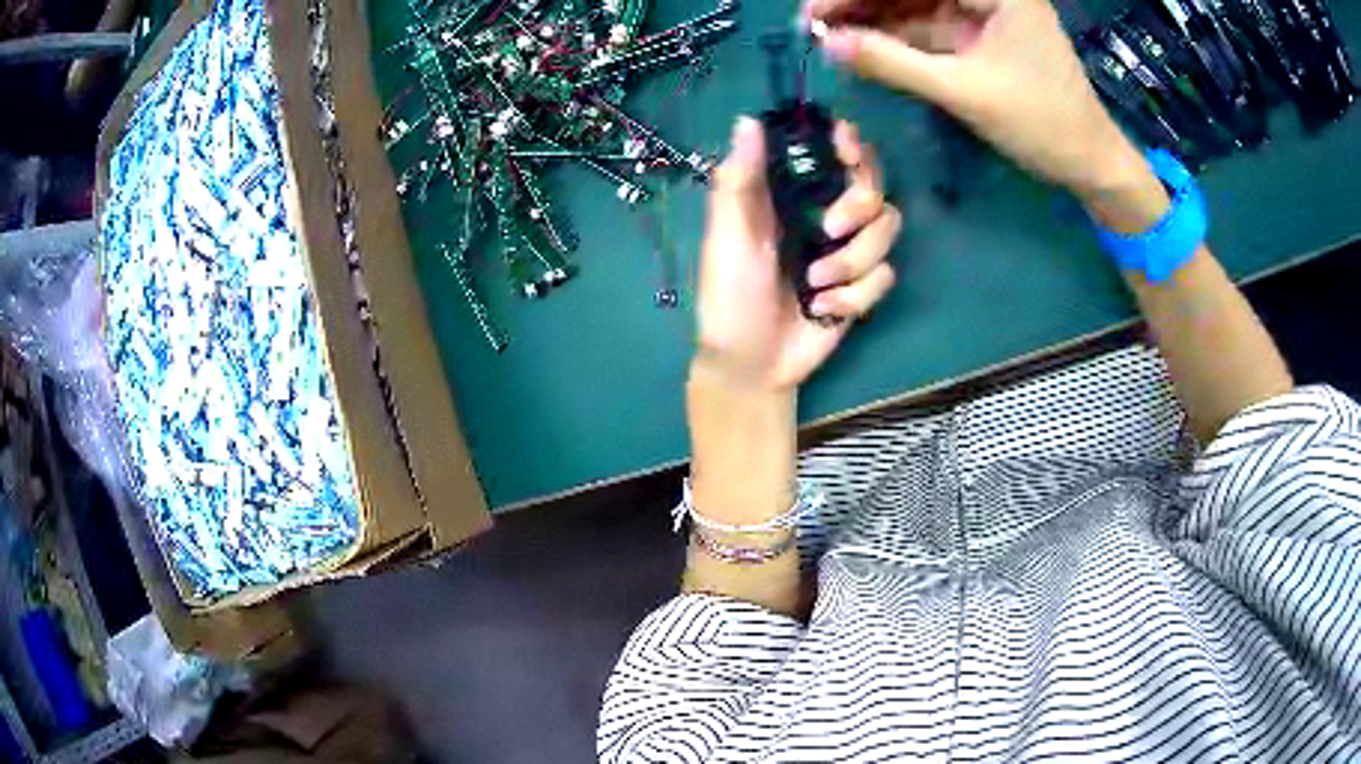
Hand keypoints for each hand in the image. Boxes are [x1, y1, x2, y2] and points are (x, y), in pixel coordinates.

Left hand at [696, 118, 899, 390]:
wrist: (755, 364)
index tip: (847, 149)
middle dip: (859, 204)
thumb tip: (747, 120)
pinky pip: (885, 274)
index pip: (830, 151)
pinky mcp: (863, 285)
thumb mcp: (727, 238)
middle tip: (830, 228)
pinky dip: (856, 295)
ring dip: (853, 260)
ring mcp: (847, 249)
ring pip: (887, 227)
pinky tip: (823, 310)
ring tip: (813, 285)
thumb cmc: (729, 296)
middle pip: (873, 182)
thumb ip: (739, 182)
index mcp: (789, 194)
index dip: (848, 142)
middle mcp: (824, 212)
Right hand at [807, 0, 1154, 202]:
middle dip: (860, 3)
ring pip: (914, 5)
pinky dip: (895, 38)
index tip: (813, 11)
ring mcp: (984, 11)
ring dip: (872, 19)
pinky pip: (927, 28)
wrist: (1090, 164)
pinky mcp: (980, 34)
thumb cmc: (1042, 124)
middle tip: (812, 23)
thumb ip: (893, 62)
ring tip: (825, 35)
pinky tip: (861, 45)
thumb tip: (827, 44)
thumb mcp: (965, 90)